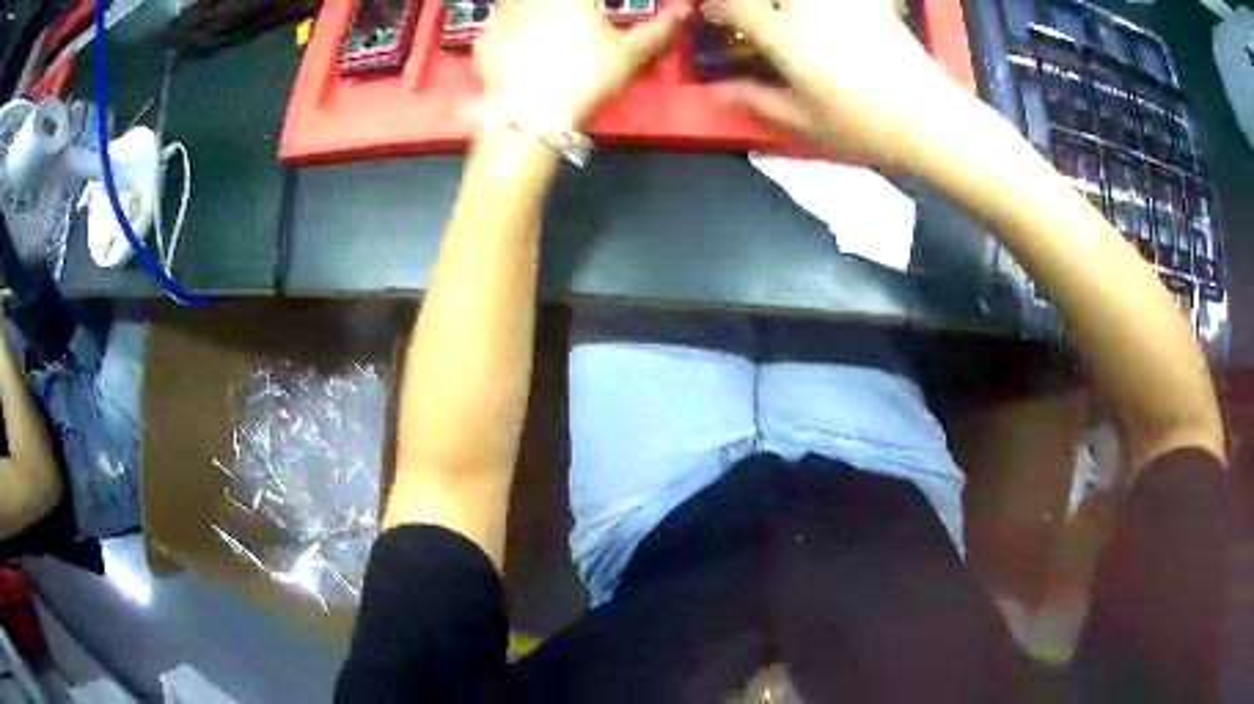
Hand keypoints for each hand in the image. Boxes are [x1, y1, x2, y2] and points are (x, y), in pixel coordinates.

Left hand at [475, 0, 689, 133]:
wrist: (532, 116)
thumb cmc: (586, 80)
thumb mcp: (630, 56)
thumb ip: (656, 31)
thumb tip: (682, 13)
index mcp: (574, 2)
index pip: (589, 2)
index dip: (591, 8)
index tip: (594, 15)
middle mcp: (537, 2)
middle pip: (546, 1)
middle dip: (560, 10)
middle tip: (568, 32)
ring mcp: (506, 17)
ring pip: (511, 3)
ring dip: (524, 10)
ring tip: (539, 32)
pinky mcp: (484, 39)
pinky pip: (492, 24)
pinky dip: (501, 29)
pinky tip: (511, 42)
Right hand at [703, 0, 957, 163]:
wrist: (930, 117)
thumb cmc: (864, 125)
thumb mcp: (805, 121)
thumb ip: (757, 100)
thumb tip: (715, 91)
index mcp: (786, 37)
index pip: (735, 5)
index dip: (715, 6)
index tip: (711, 13)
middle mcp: (808, 8)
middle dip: (753, 3)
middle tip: (758, 16)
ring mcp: (842, 2)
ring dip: (790, 4)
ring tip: (792, 16)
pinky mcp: (871, 2)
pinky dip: (836, 7)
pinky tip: (836, 16)